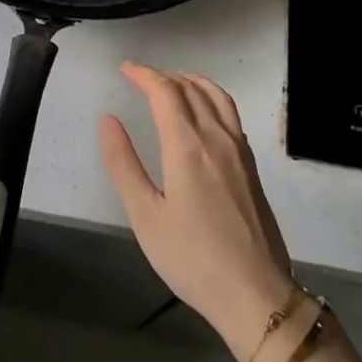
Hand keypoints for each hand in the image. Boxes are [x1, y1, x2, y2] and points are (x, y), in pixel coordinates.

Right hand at [98, 62, 295, 360]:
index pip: (166, 92)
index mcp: (188, 146)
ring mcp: (240, 150)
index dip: (144, 75)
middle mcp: (217, 138)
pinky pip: (230, 113)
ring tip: (171, 82)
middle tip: (140, 76)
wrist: (255, 293)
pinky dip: (211, 98)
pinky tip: (201, 113)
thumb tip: (107, 119)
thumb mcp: (145, 215)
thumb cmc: (192, 257)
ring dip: (191, 81)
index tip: (125, 69)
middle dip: (164, 75)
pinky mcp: (251, 165)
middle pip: (191, 89)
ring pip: (217, 96)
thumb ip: (123, 163)